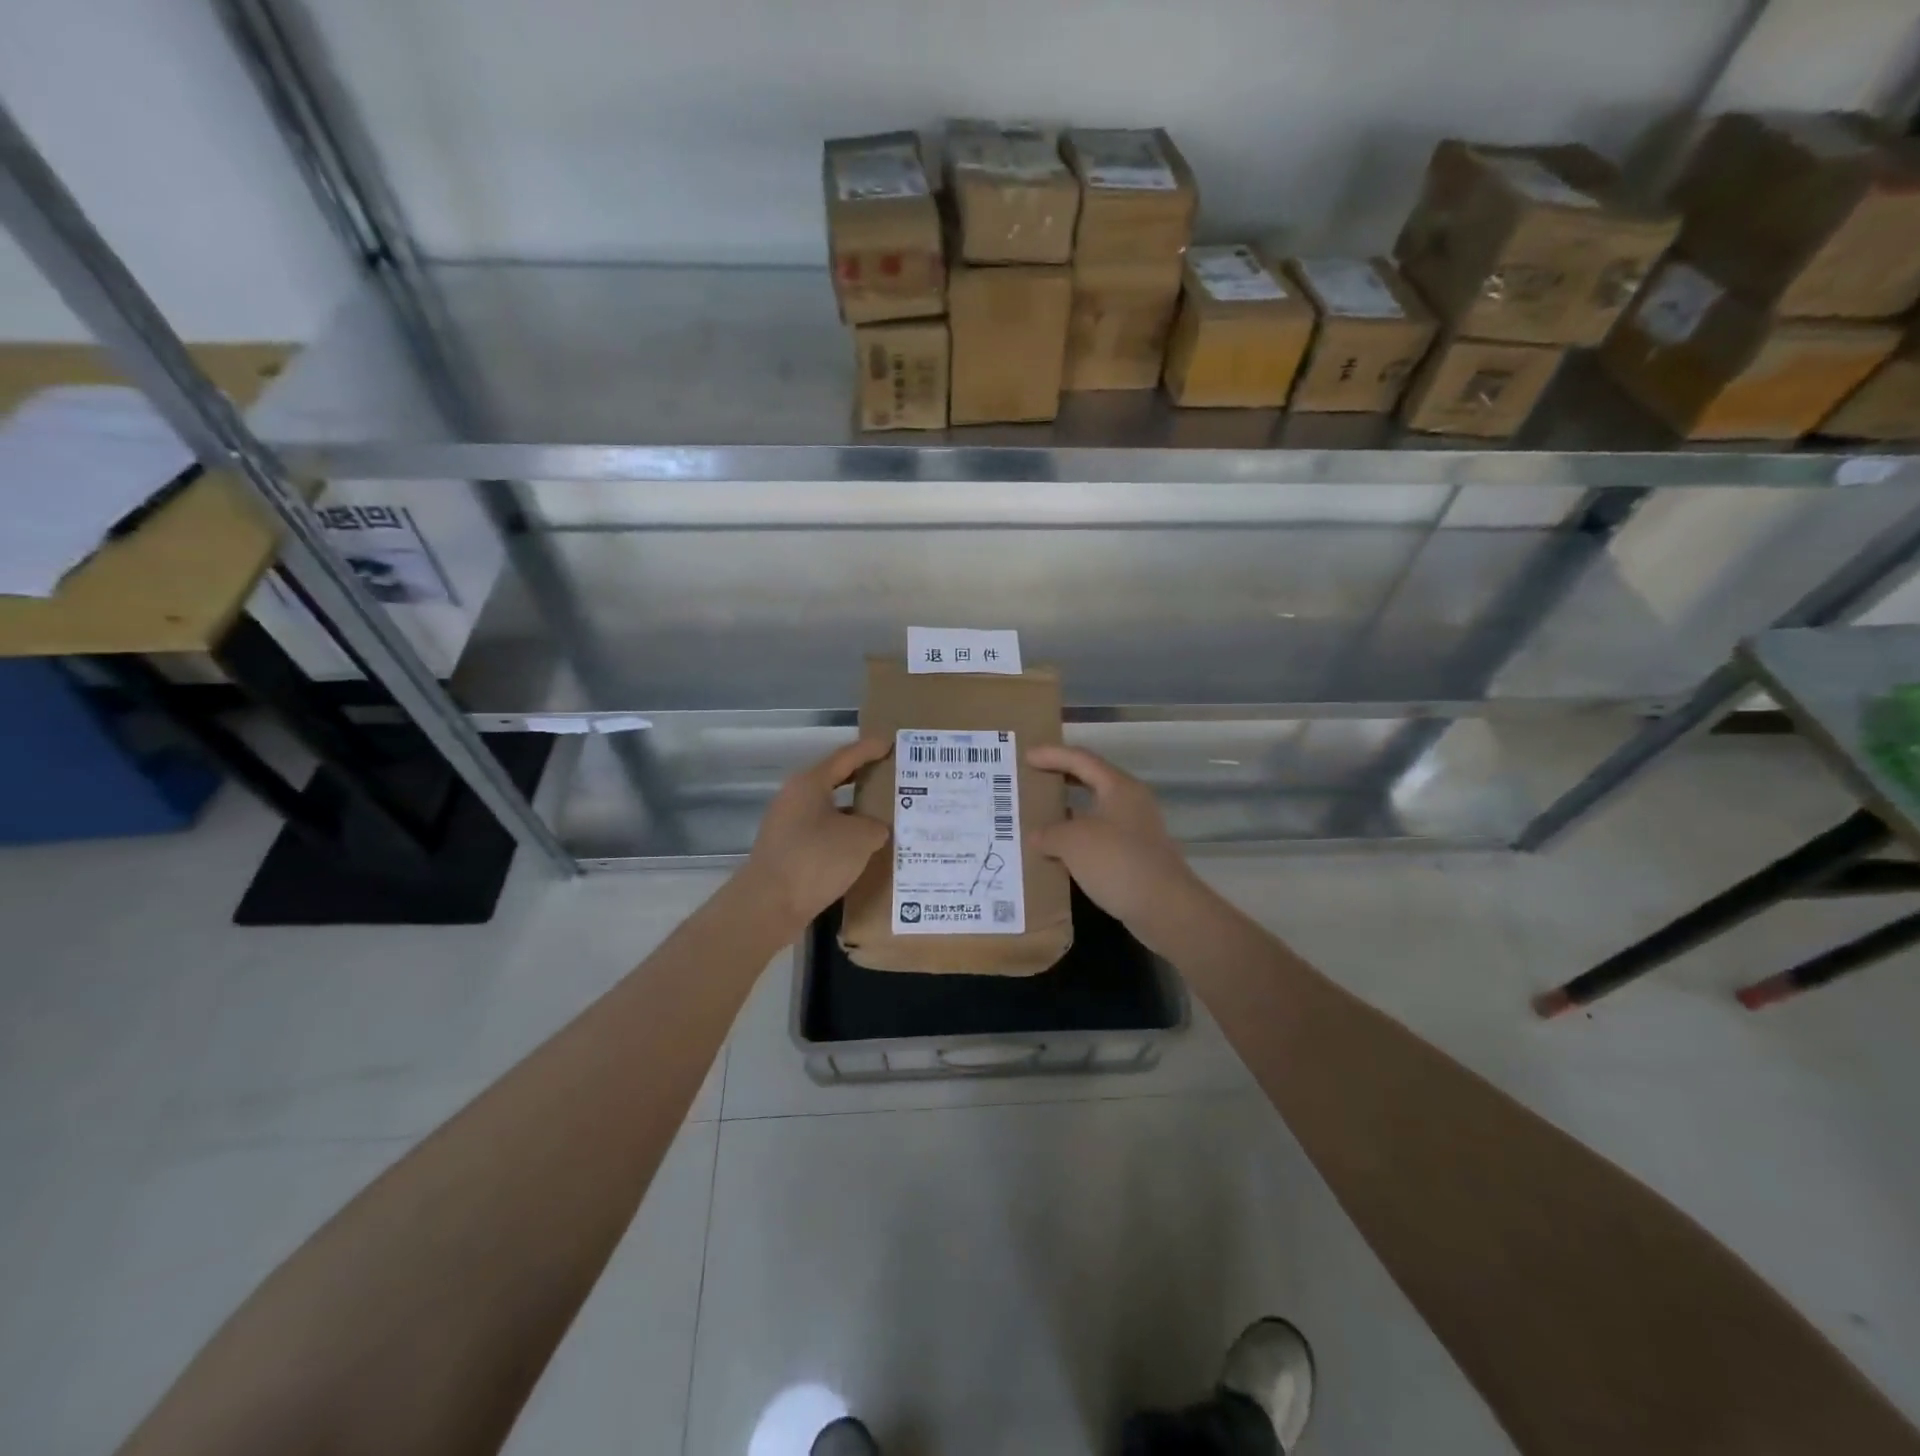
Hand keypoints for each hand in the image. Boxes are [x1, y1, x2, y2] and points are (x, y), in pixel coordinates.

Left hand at [739, 739, 890, 933]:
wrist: (768, 905)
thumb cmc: (816, 859)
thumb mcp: (861, 838)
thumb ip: (876, 826)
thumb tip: (874, 830)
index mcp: (809, 783)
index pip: (845, 757)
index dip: (869, 749)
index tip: (889, 743)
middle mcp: (794, 798)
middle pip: (835, 782)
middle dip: (864, 780)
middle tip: (892, 779)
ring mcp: (787, 826)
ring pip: (829, 811)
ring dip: (855, 814)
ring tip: (885, 819)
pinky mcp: (787, 852)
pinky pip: (822, 835)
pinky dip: (843, 838)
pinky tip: (863, 851)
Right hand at [1026, 745, 1204, 937]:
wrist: (1164, 908)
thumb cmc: (1117, 861)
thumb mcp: (1072, 842)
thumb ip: (1049, 833)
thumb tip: (1037, 837)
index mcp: (1118, 787)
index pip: (1081, 759)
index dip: (1052, 755)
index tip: (1026, 756)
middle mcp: (1130, 802)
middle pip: (1091, 781)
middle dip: (1061, 779)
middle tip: (1033, 780)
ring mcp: (1136, 831)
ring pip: (1095, 812)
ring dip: (1068, 814)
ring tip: (1038, 817)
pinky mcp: (1135, 857)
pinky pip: (1099, 839)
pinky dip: (1077, 841)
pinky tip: (1057, 853)